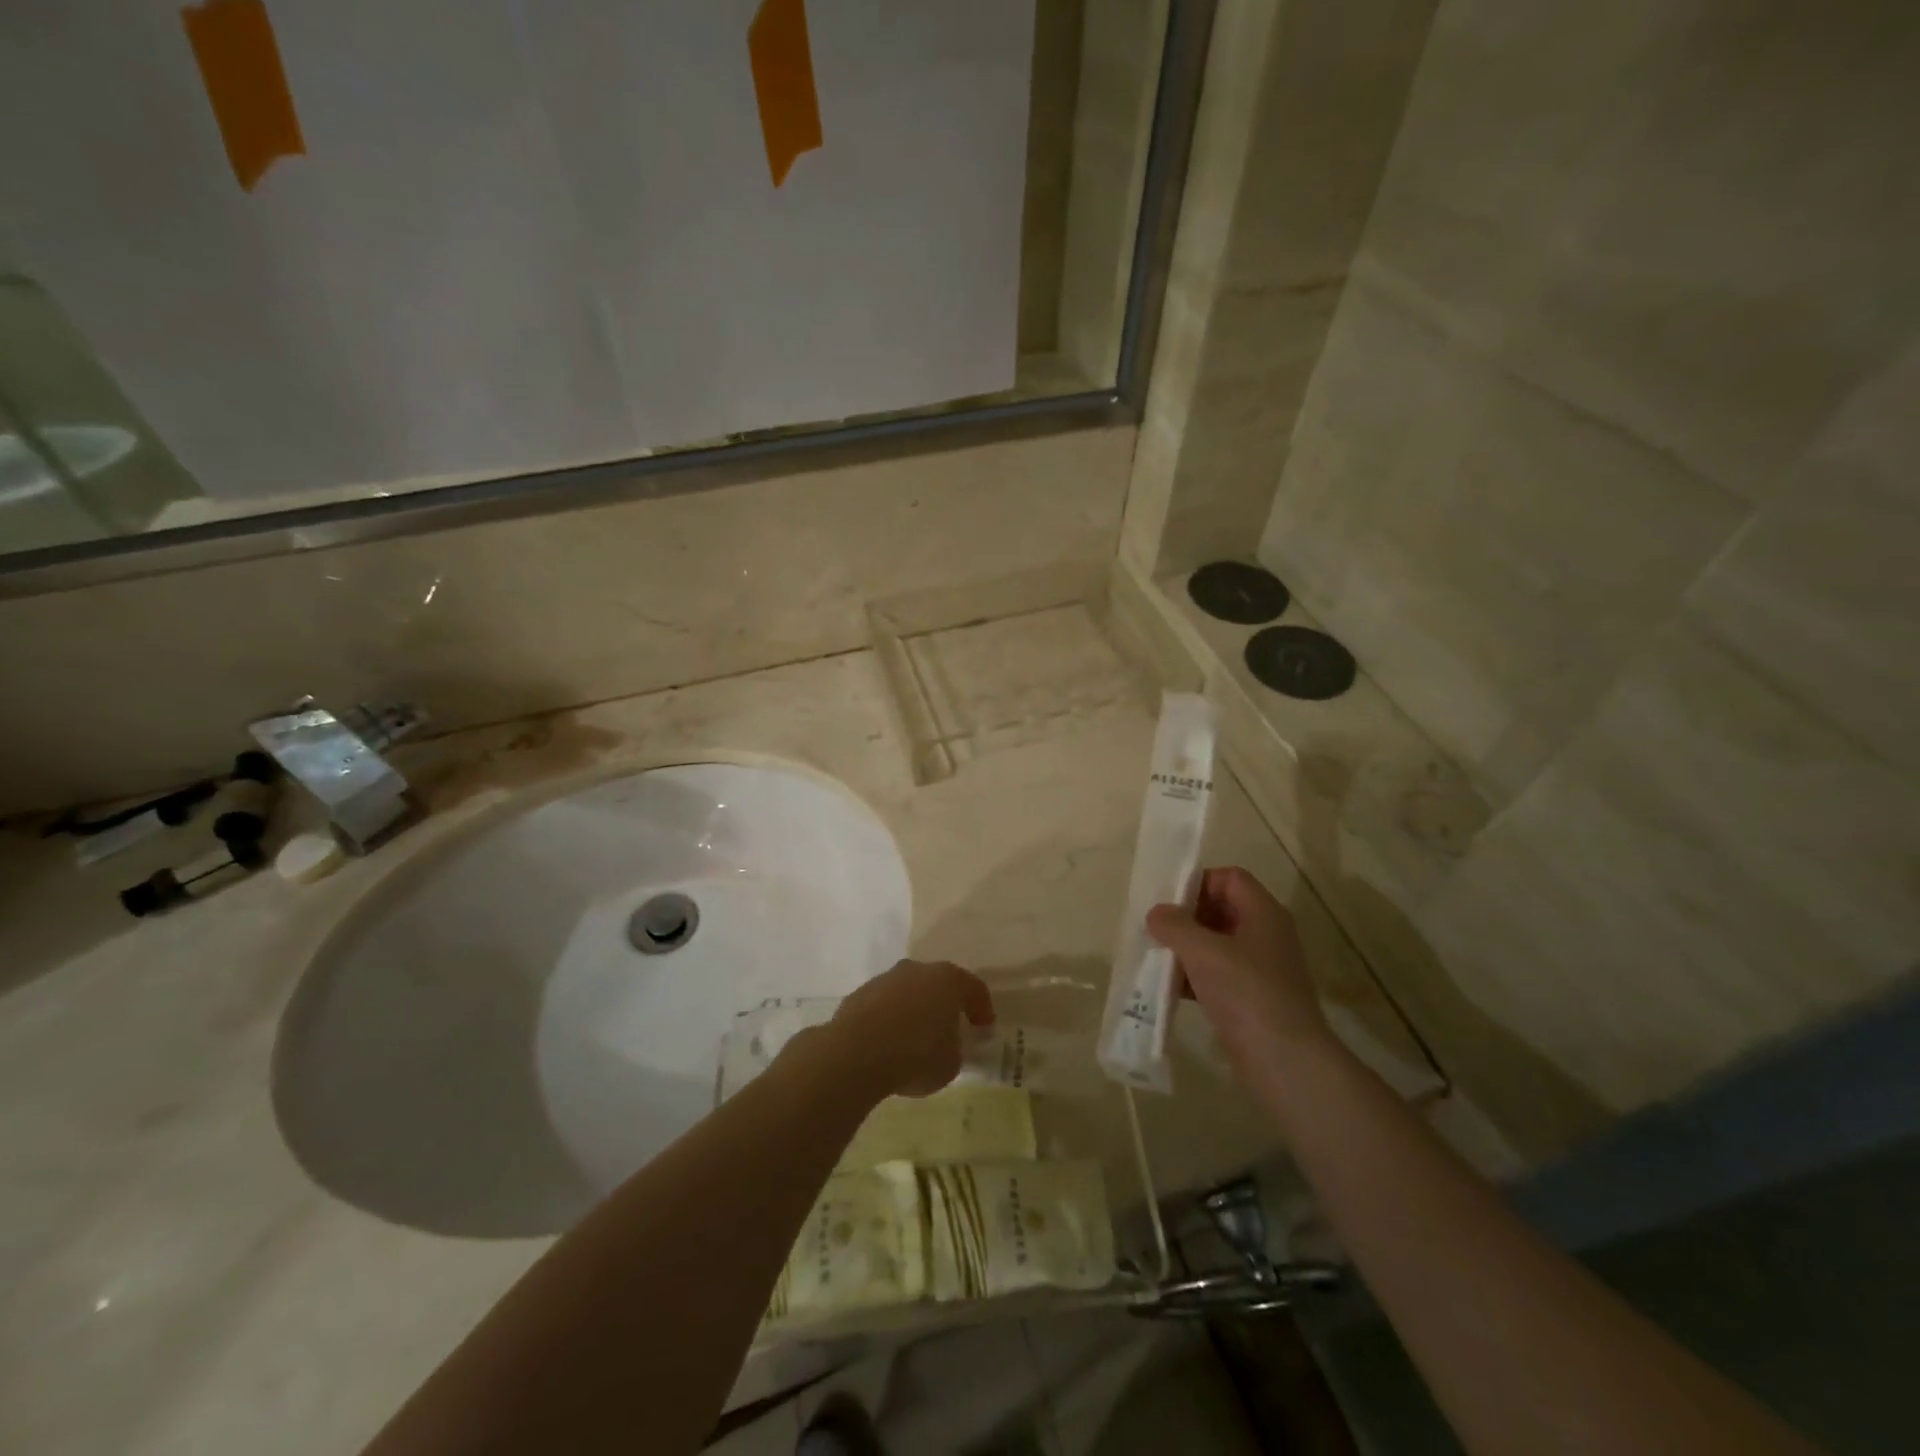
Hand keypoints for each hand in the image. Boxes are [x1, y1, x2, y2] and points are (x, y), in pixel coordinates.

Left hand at [827, 959, 994, 1098]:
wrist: (856, 1053)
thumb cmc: (916, 1056)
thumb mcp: (951, 1063)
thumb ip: (955, 1049)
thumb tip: (947, 1044)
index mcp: (948, 980)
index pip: (974, 988)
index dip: (982, 1008)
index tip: (984, 1027)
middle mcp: (917, 970)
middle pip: (938, 984)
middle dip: (944, 1004)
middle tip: (949, 1028)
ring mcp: (885, 979)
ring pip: (908, 991)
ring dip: (914, 1010)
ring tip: (914, 1039)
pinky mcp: (859, 994)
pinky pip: (883, 1005)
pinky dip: (889, 1019)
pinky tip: (888, 1043)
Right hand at [1146, 866, 1333, 1082]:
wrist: (1284, 1061)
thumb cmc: (1246, 993)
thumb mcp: (1203, 952)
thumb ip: (1175, 925)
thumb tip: (1156, 913)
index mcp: (1263, 913)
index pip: (1230, 878)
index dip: (1199, 882)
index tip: (1169, 902)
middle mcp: (1266, 935)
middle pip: (1222, 909)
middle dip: (1187, 918)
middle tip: (1157, 929)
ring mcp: (1261, 969)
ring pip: (1217, 945)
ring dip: (1188, 949)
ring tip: (1157, 958)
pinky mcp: (1253, 999)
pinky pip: (1219, 975)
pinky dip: (1195, 977)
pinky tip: (1170, 989)